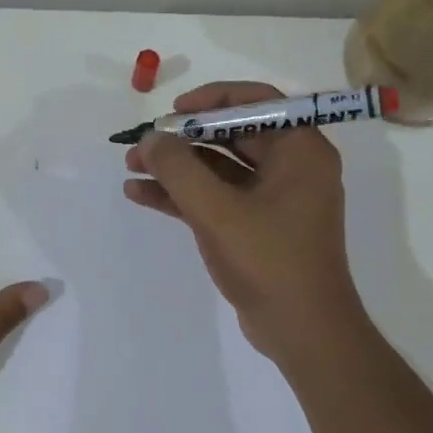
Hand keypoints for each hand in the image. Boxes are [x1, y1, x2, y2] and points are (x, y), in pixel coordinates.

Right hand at [123, 81, 365, 364]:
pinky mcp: (256, 228)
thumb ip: (179, 170)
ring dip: (176, 169)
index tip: (172, 112)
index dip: (210, 100)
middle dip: (183, 140)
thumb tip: (151, 139)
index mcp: (301, 151)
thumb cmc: (270, 262)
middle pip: (232, 135)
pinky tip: (141, 195)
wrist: (302, 331)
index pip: (256, 103)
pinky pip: (216, 199)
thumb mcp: (218, 212)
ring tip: (130, 168)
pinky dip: (182, 196)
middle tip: (142, 144)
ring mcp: (273, 199)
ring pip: (219, 169)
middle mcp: (292, 167)